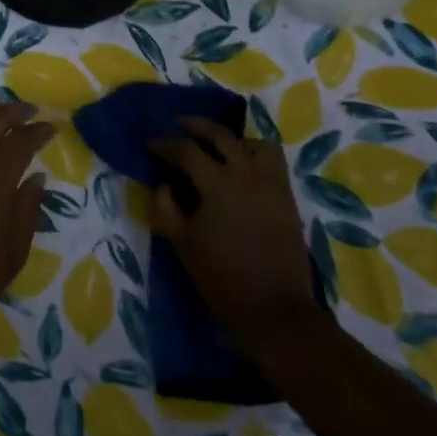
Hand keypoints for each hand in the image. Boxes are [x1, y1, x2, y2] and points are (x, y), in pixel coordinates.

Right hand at [147, 117, 317, 344]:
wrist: (274, 310)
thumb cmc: (221, 277)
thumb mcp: (182, 242)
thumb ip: (166, 207)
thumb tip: (163, 184)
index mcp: (217, 183)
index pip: (186, 150)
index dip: (164, 144)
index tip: (149, 143)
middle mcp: (246, 173)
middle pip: (220, 134)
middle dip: (195, 126)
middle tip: (178, 125)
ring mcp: (271, 183)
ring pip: (252, 142)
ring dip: (231, 139)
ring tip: (216, 146)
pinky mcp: (287, 197)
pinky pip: (273, 161)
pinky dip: (255, 154)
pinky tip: (242, 167)